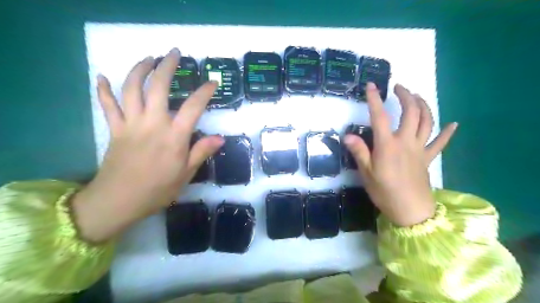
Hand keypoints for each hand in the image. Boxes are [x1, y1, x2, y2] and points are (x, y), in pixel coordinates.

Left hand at [72, 48, 223, 241]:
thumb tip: (220, 138)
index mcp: (174, 137)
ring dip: (139, 70)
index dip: (204, 92)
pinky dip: (103, 90)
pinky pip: (107, 105)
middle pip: (158, 87)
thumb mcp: (186, 174)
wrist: (119, 201)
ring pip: (131, 89)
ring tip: (148, 58)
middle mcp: (153, 124)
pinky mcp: (115, 129)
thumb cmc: (158, 189)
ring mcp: (131, 124)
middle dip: (166, 67)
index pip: (193, 107)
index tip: (212, 82)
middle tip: (173, 53)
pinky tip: (102, 77)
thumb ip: (201, 152)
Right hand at [346, 82, 454, 225]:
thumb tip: (348, 135)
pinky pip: (440, 143)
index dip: (374, 100)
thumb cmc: (384, 192)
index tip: (371, 86)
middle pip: (411, 113)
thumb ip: (359, 152)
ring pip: (427, 122)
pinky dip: (447, 133)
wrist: (410, 211)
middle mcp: (406, 142)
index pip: (380, 117)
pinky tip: (453, 124)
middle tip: (399, 87)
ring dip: (423, 106)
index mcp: (388, 145)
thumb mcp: (366, 173)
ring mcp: (420, 149)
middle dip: (406, 96)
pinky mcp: (428, 159)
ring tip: (417, 96)